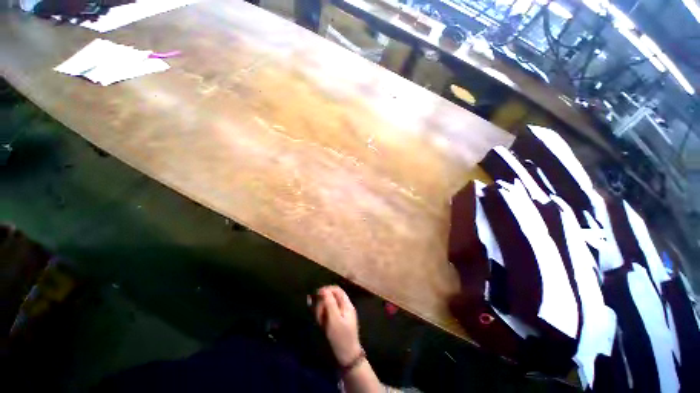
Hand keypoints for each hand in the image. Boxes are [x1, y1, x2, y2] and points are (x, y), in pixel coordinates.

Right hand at [314, 286, 362, 365]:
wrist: (347, 357)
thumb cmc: (341, 337)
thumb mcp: (334, 319)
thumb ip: (330, 303)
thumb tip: (324, 290)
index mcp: (347, 304)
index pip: (336, 290)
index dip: (326, 290)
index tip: (316, 295)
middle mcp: (345, 307)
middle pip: (332, 297)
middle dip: (323, 303)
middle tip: (318, 314)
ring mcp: (342, 315)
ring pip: (329, 306)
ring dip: (322, 310)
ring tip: (320, 321)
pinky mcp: (338, 322)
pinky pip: (329, 314)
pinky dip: (324, 317)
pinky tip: (322, 325)